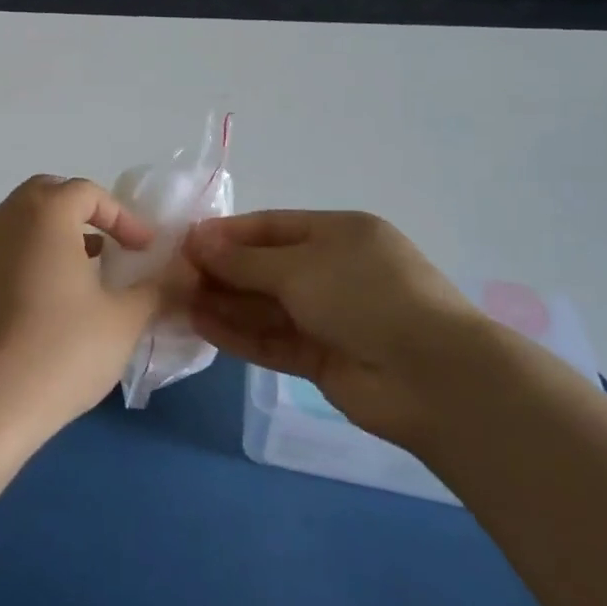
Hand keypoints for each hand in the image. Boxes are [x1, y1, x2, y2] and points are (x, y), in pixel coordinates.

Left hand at [0, 176, 162, 457]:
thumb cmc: (61, 350)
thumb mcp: (124, 320)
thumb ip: (157, 288)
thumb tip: (184, 273)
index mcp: (43, 214)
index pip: (87, 192)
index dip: (122, 216)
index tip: (145, 249)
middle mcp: (6, 220)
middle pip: (47, 194)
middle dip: (84, 212)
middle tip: (112, 243)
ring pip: (22, 221)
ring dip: (56, 232)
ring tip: (88, 268)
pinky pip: (6, 249)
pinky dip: (33, 255)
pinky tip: (54, 298)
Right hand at [185, 211, 492, 449]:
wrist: (433, 378)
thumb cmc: (366, 297)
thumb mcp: (301, 267)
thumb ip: (244, 259)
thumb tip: (196, 241)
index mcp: (339, 234)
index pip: (272, 227)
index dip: (228, 233)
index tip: (184, 242)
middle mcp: (334, 271)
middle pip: (265, 267)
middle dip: (221, 270)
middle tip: (173, 275)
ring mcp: (329, 317)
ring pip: (266, 306)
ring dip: (224, 303)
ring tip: (177, 301)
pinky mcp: (323, 358)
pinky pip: (273, 339)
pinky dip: (239, 333)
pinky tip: (201, 326)